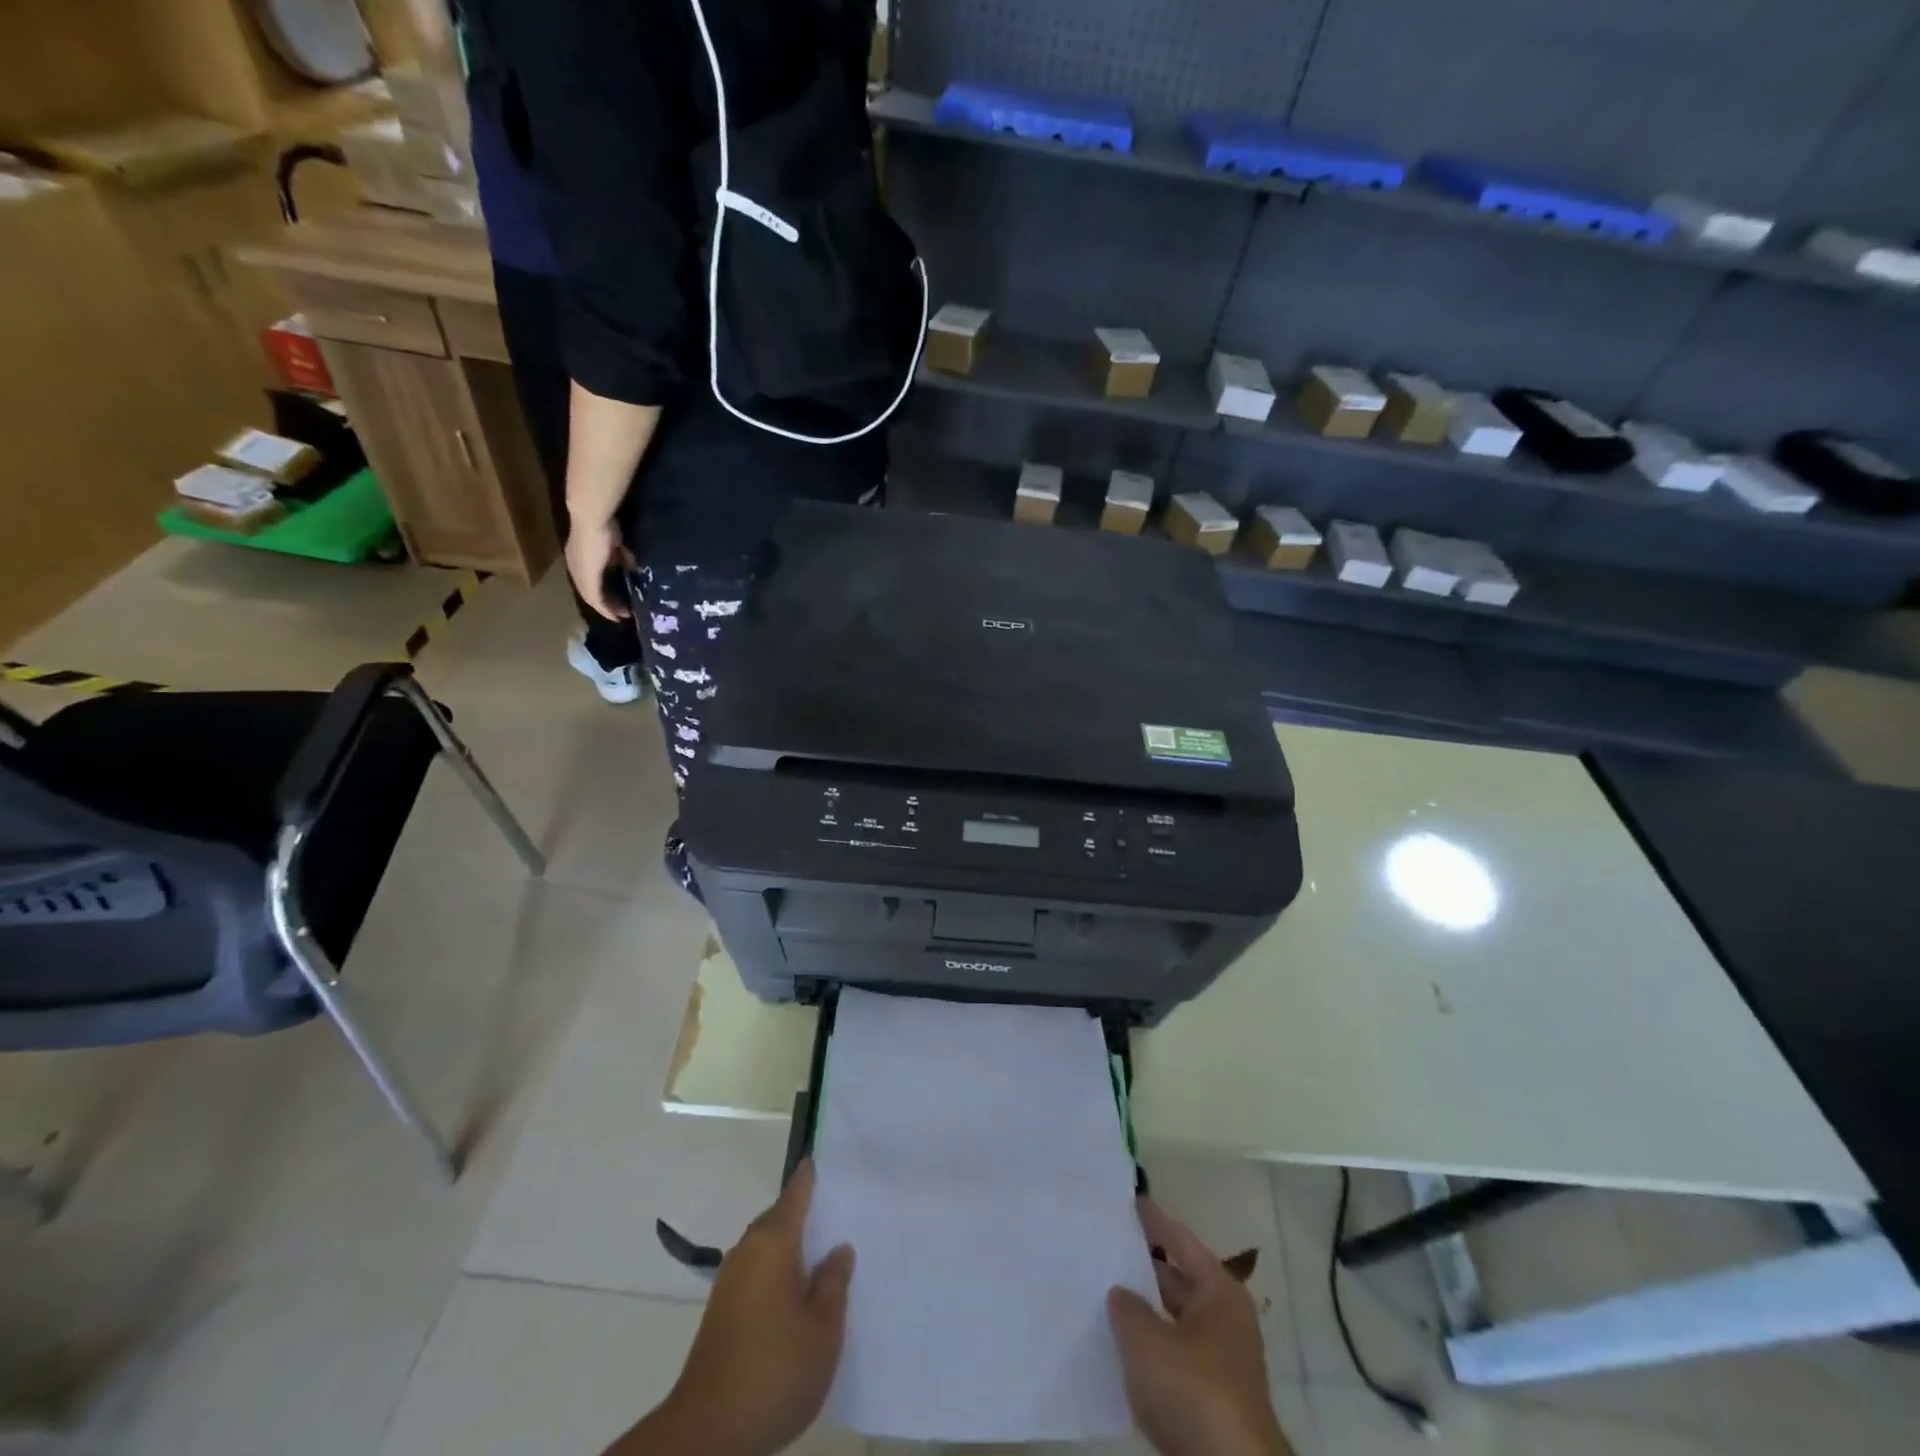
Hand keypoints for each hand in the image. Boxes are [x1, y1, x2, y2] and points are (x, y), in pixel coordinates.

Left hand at [564, 514, 632, 620]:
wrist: (592, 519)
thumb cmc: (604, 526)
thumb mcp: (616, 545)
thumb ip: (622, 557)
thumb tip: (633, 568)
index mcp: (580, 559)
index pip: (591, 579)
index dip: (604, 590)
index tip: (620, 597)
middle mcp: (576, 568)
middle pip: (590, 592)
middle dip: (607, 602)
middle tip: (623, 611)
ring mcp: (580, 575)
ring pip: (592, 598)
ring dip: (607, 608)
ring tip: (621, 615)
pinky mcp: (586, 580)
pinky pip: (595, 600)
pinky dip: (605, 610)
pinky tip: (615, 616)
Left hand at [647, 1161, 854, 1455]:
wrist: (706, 1435)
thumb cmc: (773, 1371)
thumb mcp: (823, 1330)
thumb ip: (833, 1284)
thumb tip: (837, 1249)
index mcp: (773, 1242)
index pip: (797, 1192)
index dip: (812, 1175)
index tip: (830, 1158)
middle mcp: (748, 1250)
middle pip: (781, 1217)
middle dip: (807, 1214)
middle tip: (842, 1214)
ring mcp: (730, 1282)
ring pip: (768, 1247)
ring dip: (793, 1248)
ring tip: (826, 1258)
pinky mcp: (721, 1312)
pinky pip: (758, 1272)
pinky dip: (779, 1273)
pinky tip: (798, 1297)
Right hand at [1108, 1200, 1292, 1455]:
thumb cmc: (1194, 1390)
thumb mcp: (1146, 1340)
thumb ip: (1127, 1307)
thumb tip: (1121, 1294)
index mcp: (1219, 1291)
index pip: (1180, 1239)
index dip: (1154, 1219)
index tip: (1131, 1198)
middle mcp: (1225, 1319)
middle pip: (1179, 1278)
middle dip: (1144, 1265)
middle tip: (1107, 1243)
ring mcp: (1220, 1361)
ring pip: (1174, 1319)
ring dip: (1145, 1308)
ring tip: (1104, 1289)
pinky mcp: (1211, 1399)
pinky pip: (1173, 1354)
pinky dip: (1150, 1345)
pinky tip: (1119, 1343)